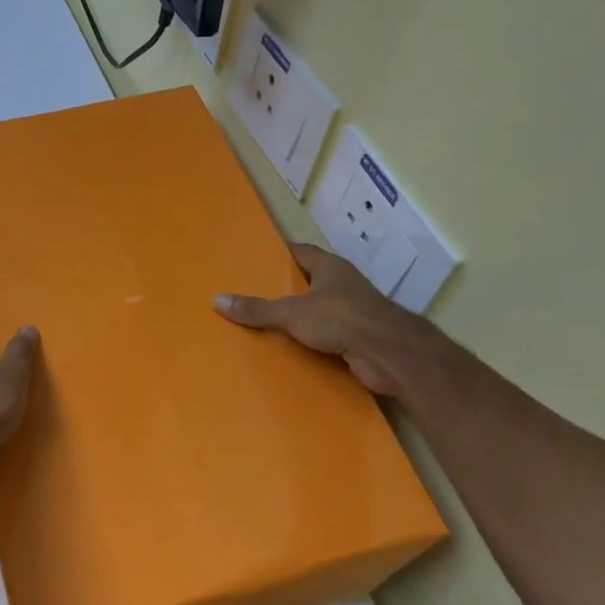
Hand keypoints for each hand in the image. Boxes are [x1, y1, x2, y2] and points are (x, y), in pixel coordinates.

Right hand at [214, 243, 437, 396]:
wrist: (388, 353)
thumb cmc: (340, 319)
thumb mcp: (291, 312)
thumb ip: (257, 309)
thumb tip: (217, 300)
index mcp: (330, 268)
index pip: (301, 252)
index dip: (281, 254)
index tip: (257, 258)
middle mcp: (344, 285)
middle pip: (310, 281)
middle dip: (286, 288)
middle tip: (253, 294)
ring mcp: (354, 312)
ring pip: (320, 310)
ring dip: (300, 317)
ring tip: (267, 324)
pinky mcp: (359, 338)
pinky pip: (328, 336)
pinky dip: (312, 341)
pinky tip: (291, 349)